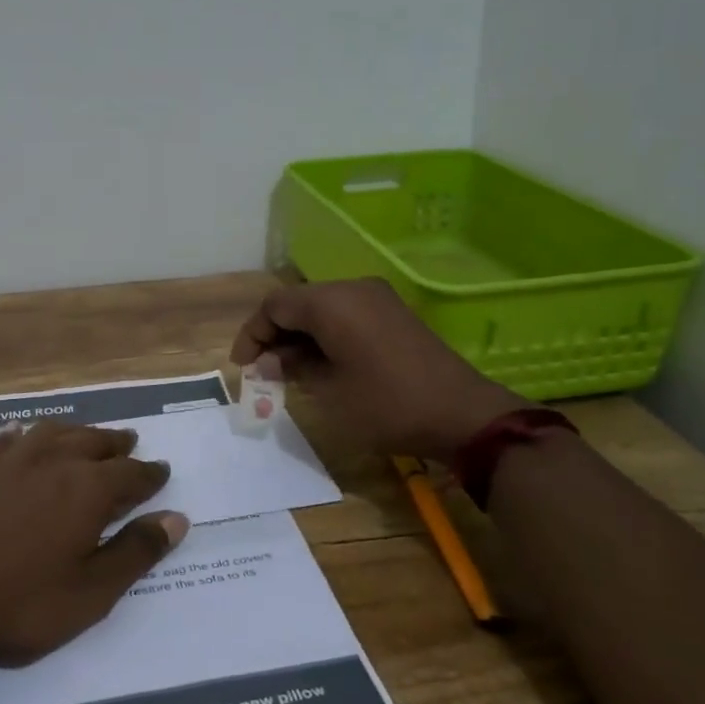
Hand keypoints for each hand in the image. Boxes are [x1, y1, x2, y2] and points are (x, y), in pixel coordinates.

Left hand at [0, 422, 185, 667]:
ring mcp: (10, 460)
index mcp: (87, 490)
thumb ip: (134, 553)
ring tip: (89, 437)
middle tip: (131, 445)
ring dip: (79, 433)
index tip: (163, 472)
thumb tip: (177, 518)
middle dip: (118, 445)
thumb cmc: (14, 604)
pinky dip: (27, 434)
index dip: (151, 475)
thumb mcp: (88, 594)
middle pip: (95, 443)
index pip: (132, 474)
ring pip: (55, 432)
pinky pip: (10, 439)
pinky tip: (24, 435)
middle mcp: (53, 461)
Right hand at [230, 278, 526, 459]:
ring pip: (321, 309)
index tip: (243, 366)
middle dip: (275, 335)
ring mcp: (377, 299)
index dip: (252, 334)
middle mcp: (352, 289)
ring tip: (291, 372)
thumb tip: (270, 360)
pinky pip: (346, 314)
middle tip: (265, 372)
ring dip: (300, 336)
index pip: (275, 306)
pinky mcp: (393, 313)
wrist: (461, 414)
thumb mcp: (329, 393)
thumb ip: (293, 368)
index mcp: (331, 302)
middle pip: (297, 303)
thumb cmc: (386, 405)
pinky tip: (323, 365)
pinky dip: (325, 335)